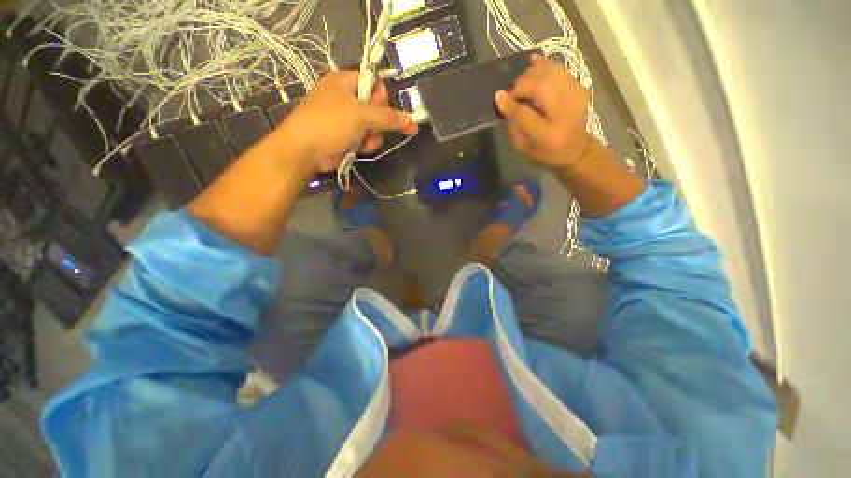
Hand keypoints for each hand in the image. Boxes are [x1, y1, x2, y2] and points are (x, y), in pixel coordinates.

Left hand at [278, 71, 418, 172]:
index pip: (374, 83)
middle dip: (379, 121)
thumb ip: (389, 117)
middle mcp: (347, 97)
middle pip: (377, 106)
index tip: (385, 110)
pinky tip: (362, 148)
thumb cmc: (331, 123)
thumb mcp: (362, 115)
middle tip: (375, 127)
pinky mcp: (348, 135)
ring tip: (366, 141)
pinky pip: (367, 137)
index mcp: (345, 81)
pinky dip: (367, 143)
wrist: (307, 151)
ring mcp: (347, 118)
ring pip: (374, 125)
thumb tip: (411, 119)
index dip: (382, 97)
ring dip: (374, 135)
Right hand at [495, 56, 591, 168]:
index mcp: (547, 135)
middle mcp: (563, 113)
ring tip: (521, 83)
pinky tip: (533, 62)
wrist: (576, 149)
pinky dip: (544, 64)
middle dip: (521, 86)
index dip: (511, 104)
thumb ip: (514, 128)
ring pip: (550, 73)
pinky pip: (559, 69)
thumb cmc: (545, 152)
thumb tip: (505, 104)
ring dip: (531, 74)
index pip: (525, 115)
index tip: (497, 96)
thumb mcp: (524, 148)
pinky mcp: (579, 87)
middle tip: (512, 93)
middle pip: (540, 87)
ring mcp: (575, 96)